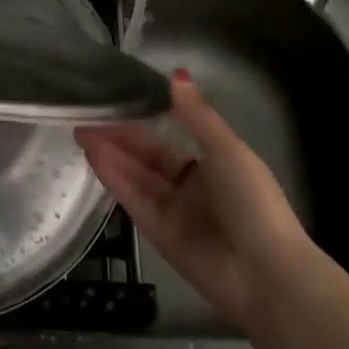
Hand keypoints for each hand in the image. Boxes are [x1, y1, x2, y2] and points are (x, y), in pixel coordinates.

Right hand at [76, 71, 318, 329]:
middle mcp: (191, 187)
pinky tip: (94, 157)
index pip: (169, 137)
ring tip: (81, 130)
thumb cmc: (253, 201)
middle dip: (118, 136)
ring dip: (110, 154)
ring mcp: (174, 212)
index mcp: (213, 164)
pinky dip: (115, 179)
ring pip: (136, 177)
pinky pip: (135, 201)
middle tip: (86, 114)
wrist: (268, 274)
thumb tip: (176, 74)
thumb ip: (196, 114)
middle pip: (147, 157)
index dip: (143, 119)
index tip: (115, 98)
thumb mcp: (227, 149)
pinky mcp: (159, 236)